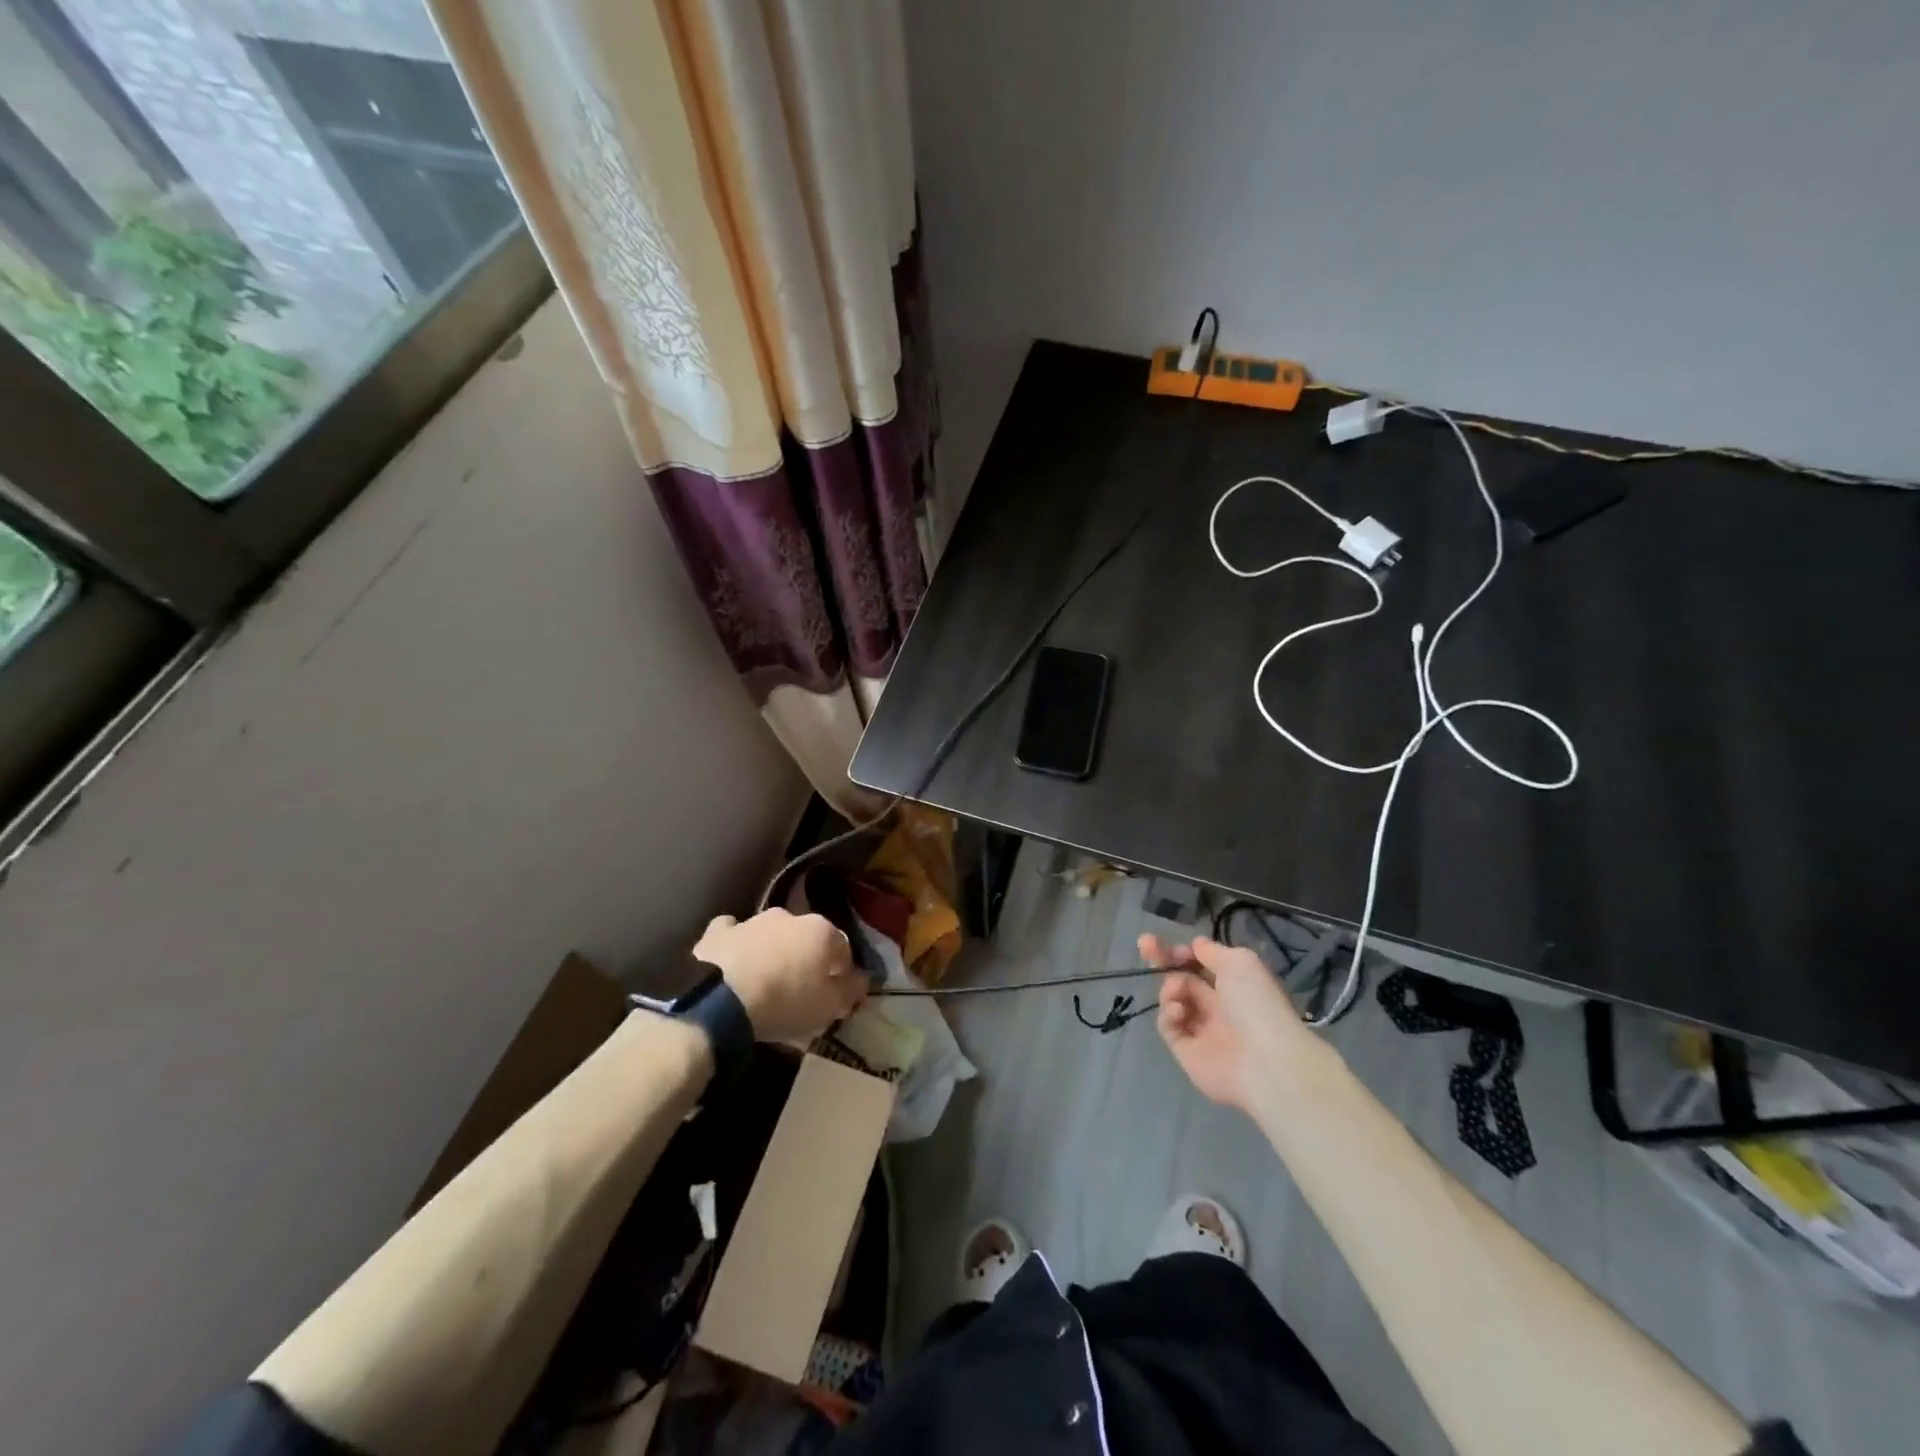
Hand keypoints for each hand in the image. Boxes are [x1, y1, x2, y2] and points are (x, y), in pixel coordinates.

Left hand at [696, 909, 867, 1043]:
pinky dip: (736, 945)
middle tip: (800, 990)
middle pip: (806, 939)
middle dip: (806, 959)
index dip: (842, 974)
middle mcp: (789, 916)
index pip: (843, 950)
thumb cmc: (784, 1002)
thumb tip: (861, 980)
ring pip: (770, 934)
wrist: (719, 999)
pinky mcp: (718, 932)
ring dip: (772, 951)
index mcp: (821, 931)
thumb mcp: (828, 1007)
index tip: (837, 997)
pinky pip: (733, 934)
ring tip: (765, 982)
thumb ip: (849, 991)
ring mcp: (752, 920)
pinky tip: (732, 963)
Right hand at [1142, 933, 1306, 1112]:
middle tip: (1144, 943)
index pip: (1202, 963)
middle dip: (1163, 960)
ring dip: (1170, 988)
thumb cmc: (1255, 1004)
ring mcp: (1202, 1029)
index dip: (1185, 952)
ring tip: (1177, 993)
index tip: (1173, 947)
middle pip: (1183, 978)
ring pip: (1173, 998)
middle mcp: (1218, 1005)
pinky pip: (1168, 1025)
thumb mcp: (1240, 962)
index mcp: (1234, 984)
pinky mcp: (1187, 1052)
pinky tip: (1178, 1012)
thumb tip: (1196, 945)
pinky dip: (1168, 1014)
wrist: (1263, 1061)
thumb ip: (1213, 951)